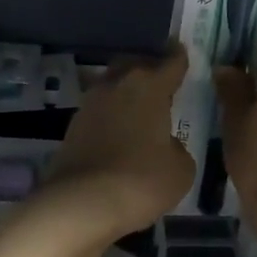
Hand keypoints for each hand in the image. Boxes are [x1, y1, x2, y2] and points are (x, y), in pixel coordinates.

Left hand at [37, 45, 194, 242]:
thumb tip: (165, 144)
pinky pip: (99, 110)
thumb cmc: (140, 181)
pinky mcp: (73, 125)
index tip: (183, 51)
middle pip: (135, 64)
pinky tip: (119, 134)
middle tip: (161, 84)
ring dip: (126, 92)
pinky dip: (110, 116)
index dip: (180, 57)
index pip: (171, 62)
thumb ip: (177, 148)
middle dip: (149, 69)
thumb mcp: (180, 170)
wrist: (80, 204)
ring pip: (113, 84)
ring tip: (140, 112)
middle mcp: (118, 84)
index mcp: (150, 86)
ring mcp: (91, 103)